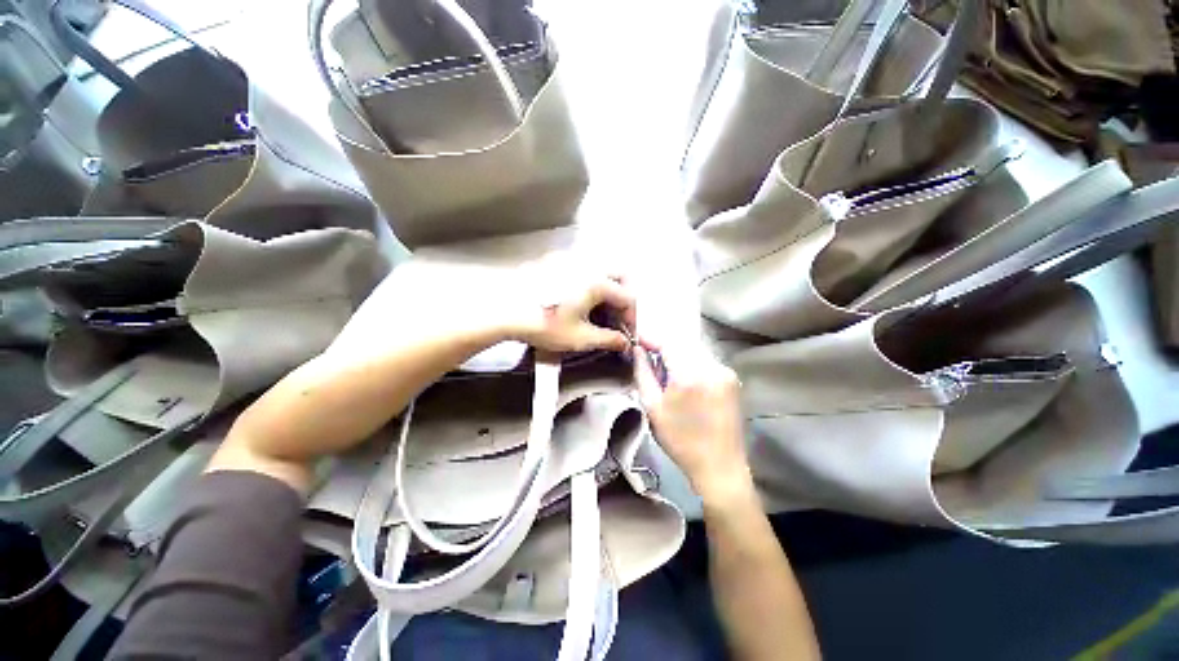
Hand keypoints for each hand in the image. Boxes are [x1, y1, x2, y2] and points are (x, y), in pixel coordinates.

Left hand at [508, 272, 636, 353]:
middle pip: (619, 275)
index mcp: (598, 282)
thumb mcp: (580, 338)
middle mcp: (587, 264)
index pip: (628, 297)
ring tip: (597, 310)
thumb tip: (624, 342)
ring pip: (600, 269)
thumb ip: (608, 339)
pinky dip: (588, 282)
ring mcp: (569, 259)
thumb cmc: (543, 324)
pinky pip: (581, 267)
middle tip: (617, 316)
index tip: (626, 333)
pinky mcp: (553, 261)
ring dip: (607, 288)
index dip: (632, 318)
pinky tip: (576, 298)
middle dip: (624, 296)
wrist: (504, 311)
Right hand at [634, 346, 753, 504]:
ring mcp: (725, 372)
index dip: (651, 338)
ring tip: (668, 376)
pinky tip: (686, 384)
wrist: (719, 466)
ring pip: (695, 351)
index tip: (638, 341)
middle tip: (651, 362)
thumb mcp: (652, 407)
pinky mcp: (732, 379)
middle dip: (664, 348)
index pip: (668, 342)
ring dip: (678, 356)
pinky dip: (692, 364)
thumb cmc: (680, 439)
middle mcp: (712, 366)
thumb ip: (643, 373)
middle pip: (683, 344)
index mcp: (690, 374)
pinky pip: (706, 361)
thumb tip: (638, 350)